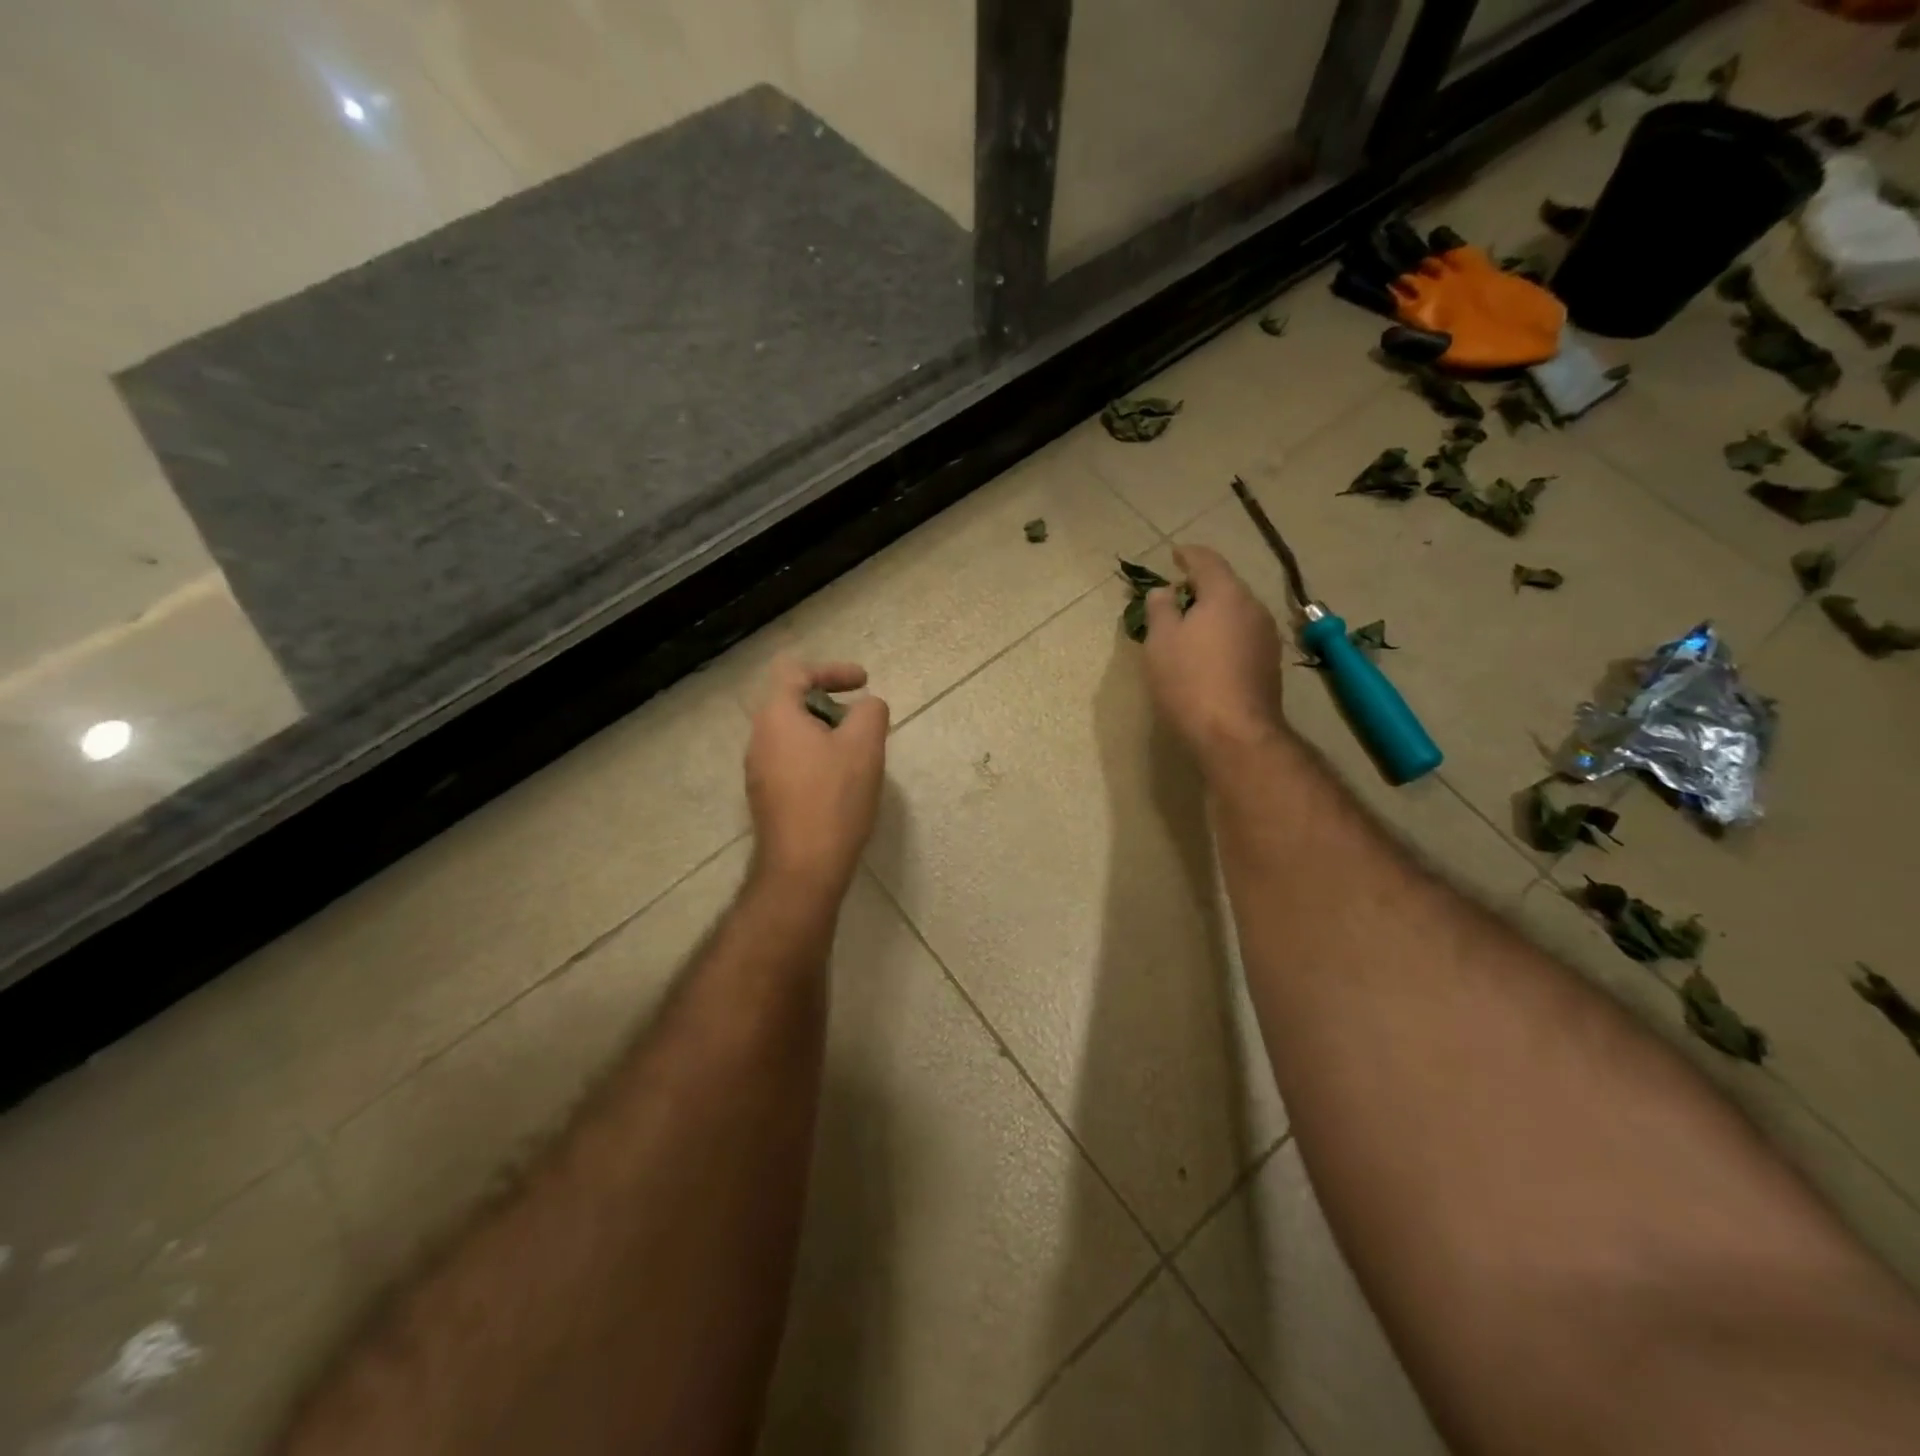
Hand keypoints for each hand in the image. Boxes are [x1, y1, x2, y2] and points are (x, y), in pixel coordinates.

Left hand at [745, 659, 889, 898]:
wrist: (803, 867)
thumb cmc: (834, 798)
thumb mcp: (865, 746)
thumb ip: (870, 712)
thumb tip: (868, 706)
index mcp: (776, 716)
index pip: (796, 671)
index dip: (833, 669)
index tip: (863, 682)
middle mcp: (758, 738)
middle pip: (791, 701)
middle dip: (831, 703)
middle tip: (861, 720)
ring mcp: (757, 770)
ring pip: (792, 734)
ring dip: (824, 732)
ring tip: (857, 751)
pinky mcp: (765, 797)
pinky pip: (790, 760)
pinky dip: (816, 756)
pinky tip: (840, 781)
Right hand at [1141, 545, 1285, 757]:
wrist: (1234, 734)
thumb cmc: (1189, 680)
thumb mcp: (1160, 641)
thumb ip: (1160, 609)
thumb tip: (1165, 592)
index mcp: (1227, 595)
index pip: (1208, 562)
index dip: (1189, 555)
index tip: (1175, 555)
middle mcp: (1254, 609)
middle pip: (1226, 588)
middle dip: (1202, 588)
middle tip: (1177, 596)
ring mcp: (1267, 639)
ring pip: (1237, 614)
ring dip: (1214, 615)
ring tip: (1190, 627)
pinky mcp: (1269, 667)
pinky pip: (1242, 638)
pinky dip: (1225, 637)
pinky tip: (1209, 655)